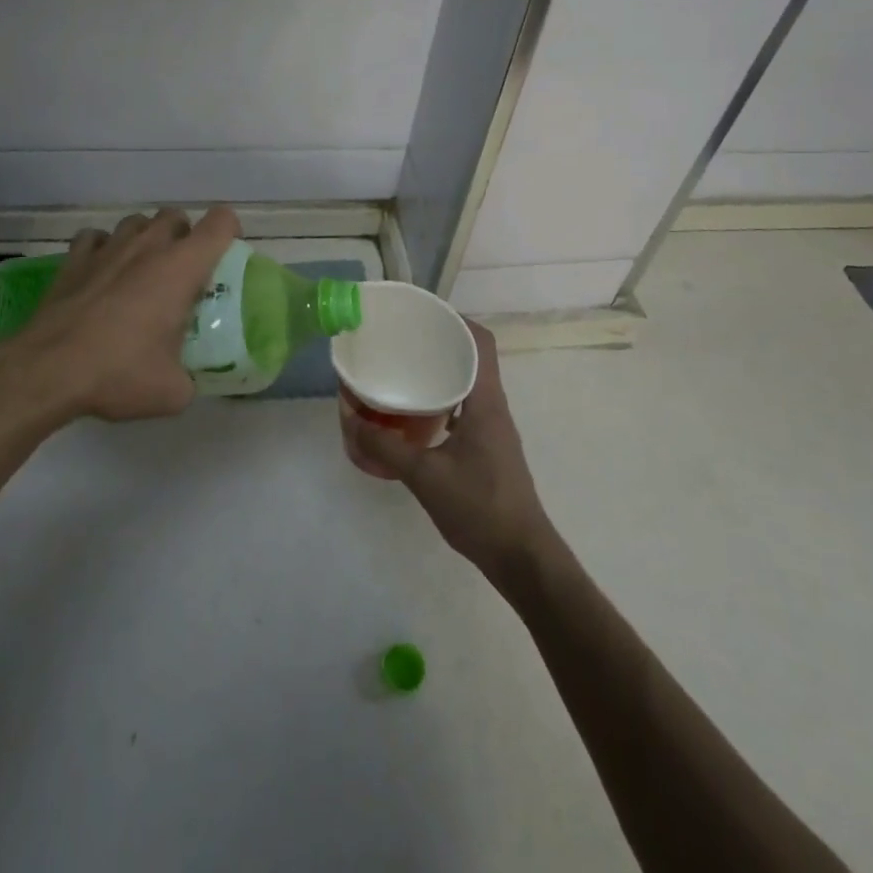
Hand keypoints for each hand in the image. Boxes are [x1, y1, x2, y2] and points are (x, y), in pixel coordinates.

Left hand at [0, 207, 239, 424]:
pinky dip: (103, 248)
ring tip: (141, 271)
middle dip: (184, 236)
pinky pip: (96, 238)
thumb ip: (189, 380)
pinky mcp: (74, 259)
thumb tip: (187, 382)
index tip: (224, 258)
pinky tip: (101, 272)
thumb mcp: (172, 392)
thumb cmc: (119, 373)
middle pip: (175, 215)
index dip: (229, 232)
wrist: (47, 371)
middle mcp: (147, 246)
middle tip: (182, 273)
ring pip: (136, 222)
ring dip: (145, 239)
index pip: (220, 222)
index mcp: (181, 267)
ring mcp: (107, 248)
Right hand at [344, 321, 553, 584]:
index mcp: (487, 402)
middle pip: (473, 357)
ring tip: (404, 369)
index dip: (456, 320)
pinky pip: (466, 407)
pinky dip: (443, 399)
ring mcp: (494, 428)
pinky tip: (415, 412)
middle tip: (403, 338)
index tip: (423, 314)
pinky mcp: (489, 448)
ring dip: (442, 371)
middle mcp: (494, 407)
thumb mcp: (424, 477)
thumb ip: (386, 447)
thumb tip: (350, 418)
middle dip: (441, 342)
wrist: (522, 557)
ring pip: (469, 383)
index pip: (481, 342)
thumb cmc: (479, 508)